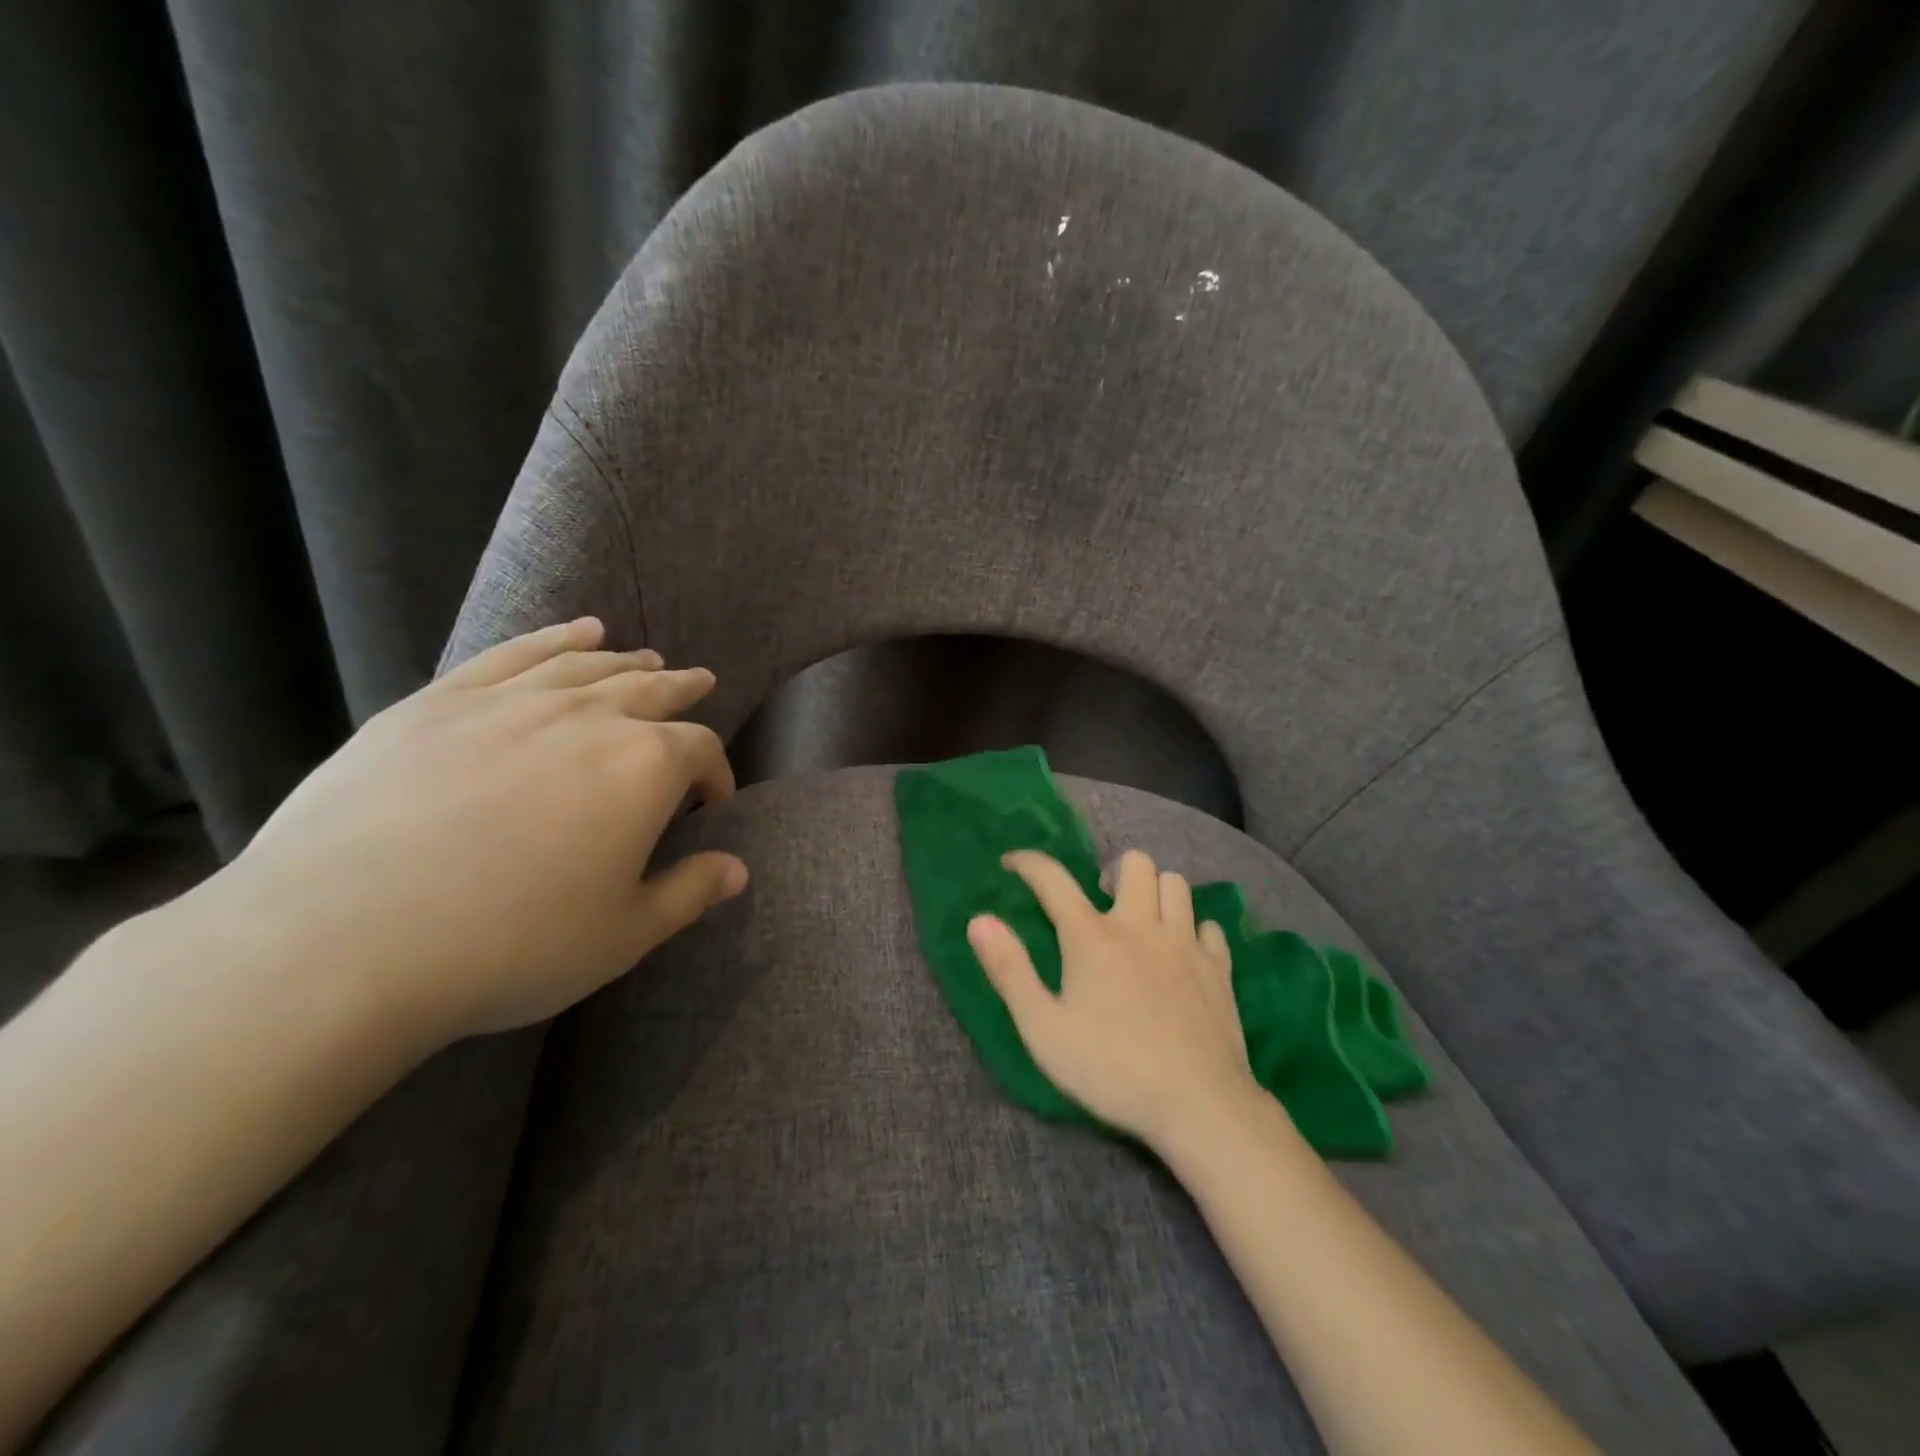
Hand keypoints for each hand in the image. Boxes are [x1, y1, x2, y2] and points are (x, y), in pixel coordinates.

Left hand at [194, 617, 747, 1044]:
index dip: (716, 773)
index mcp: (645, 768)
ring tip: (648, 659)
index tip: (713, 800)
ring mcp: (513, 701)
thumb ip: (689, 894)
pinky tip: (578, 631)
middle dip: (682, 691)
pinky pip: (514, 653)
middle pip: (651, 691)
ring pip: (589, 666)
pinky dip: (554, 638)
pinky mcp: (442, 700)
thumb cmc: (511, 944)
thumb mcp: (622, 935)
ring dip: (628, 661)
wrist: (341, 940)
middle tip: (700, 684)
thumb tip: (738, 869)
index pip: (700, 750)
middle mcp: (590, 718)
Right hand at [966, 848, 1261, 1150]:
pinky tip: (1184, 953)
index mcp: (1092, 937)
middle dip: (1114, 871)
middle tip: (1102, 900)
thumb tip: (979, 920)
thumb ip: (1010, 970)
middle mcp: (1141, 925)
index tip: (1012, 862)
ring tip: (1142, 919)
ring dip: (1156, 892)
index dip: (1028, 863)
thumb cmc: (1110, 1069)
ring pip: (1177, 884)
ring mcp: (1185, 944)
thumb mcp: (1043, 1029)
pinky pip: (1209, 926)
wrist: (1199, 1105)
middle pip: (1135, 862)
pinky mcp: (1219, 968)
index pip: (1053, 879)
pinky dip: (1194, 930)